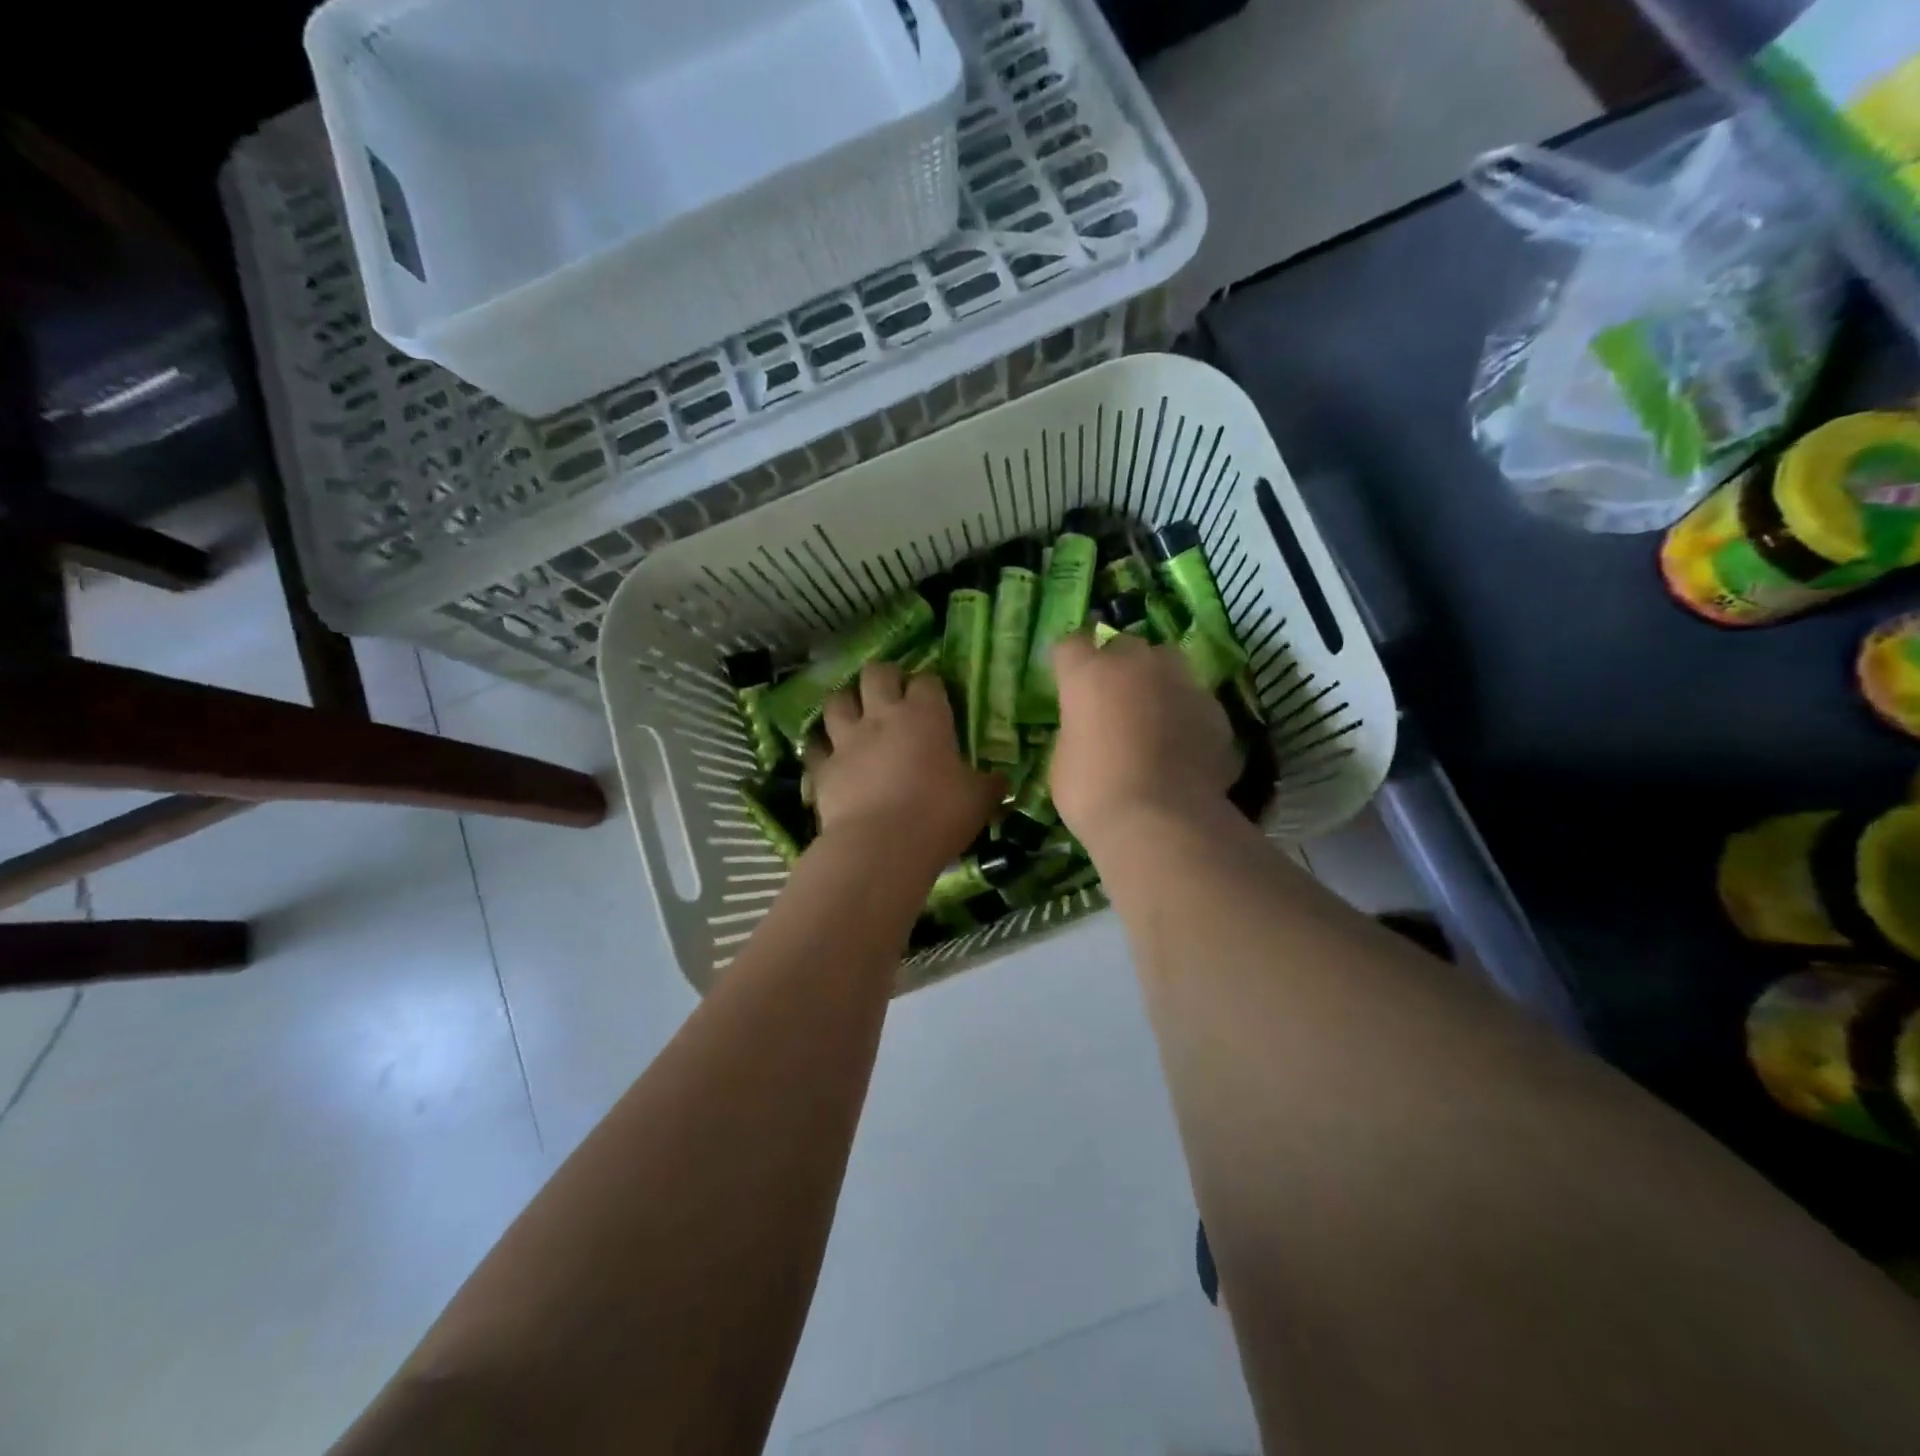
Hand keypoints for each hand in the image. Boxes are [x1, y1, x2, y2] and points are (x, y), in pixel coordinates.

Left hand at [808, 660, 1003, 871]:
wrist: (881, 847)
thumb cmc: (938, 816)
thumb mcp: (979, 800)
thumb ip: (989, 785)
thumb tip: (1002, 780)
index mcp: (925, 716)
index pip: (927, 680)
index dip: (931, 684)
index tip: (936, 696)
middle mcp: (882, 717)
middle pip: (876, 674)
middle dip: (884, 677)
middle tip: (892, 692)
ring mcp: (847, 740)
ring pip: (836, 701)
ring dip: (846, 702)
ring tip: (854, 712)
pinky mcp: (822, 768)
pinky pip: (814, 746)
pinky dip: (820, 746)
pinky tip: (827, 752)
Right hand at [1049, 632, 1238, 849]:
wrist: (1161, 822)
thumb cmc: (1094, 792)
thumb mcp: (1063, 760)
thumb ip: (1077, 730)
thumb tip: (1090, 730)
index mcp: (1089, 674)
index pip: (1071, 645)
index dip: (1067, 662)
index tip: (1066, 681)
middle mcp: (1137, 665)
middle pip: (1124, 646)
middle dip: (1117, 665)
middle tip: (1111, 699)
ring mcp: (1182, 684)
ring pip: (1168, 665)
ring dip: (1156, 682)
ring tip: (1152, 715)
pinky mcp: (1215, 711)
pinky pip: (1193, 702)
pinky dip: (1185, 716)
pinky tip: (1181, 747)